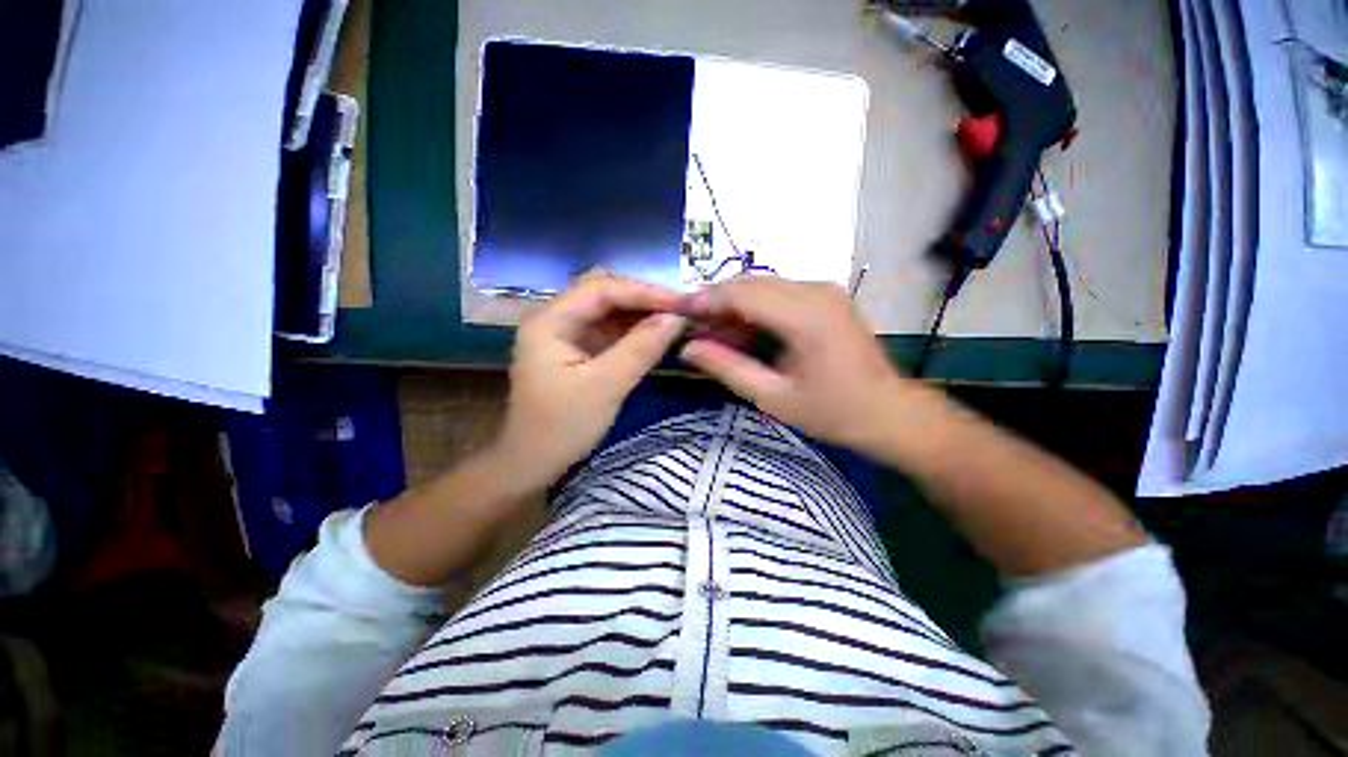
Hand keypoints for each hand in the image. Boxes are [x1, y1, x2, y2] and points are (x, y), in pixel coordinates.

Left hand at [490, 274, 686, 492]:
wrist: (533, 466)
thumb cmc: (562, 428)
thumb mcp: (605, 386)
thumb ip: (641, 348)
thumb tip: (677, 317)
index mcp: (549, 321)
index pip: (601, 289)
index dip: (643, 291)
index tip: (681, 302)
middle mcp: (555, 319)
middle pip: (604, 294)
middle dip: (643, 299)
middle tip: (680, 310)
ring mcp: (566, 336)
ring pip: (609, 312)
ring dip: (641, 315)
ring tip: (675, 320)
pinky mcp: (578, 352)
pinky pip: (610, 332)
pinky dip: (634, 332)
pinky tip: (657, 336)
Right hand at [679, 277, 916, 453]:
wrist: (889, 412)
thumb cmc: (833, 412)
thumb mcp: (774, 398)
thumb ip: (728, 369)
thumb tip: (688, 349)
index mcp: (806, 317)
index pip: (742, 293)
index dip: (706, 300)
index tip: (679, 314)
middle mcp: (816, 291)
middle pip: (751, 283)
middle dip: (717, 302)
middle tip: (694, 329)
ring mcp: (824, 290)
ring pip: (763, 285)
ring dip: (734, 305)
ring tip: (714, 334)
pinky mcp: (826, 296)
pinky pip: (779, 293)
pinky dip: (754, 308)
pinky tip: (743, 332)